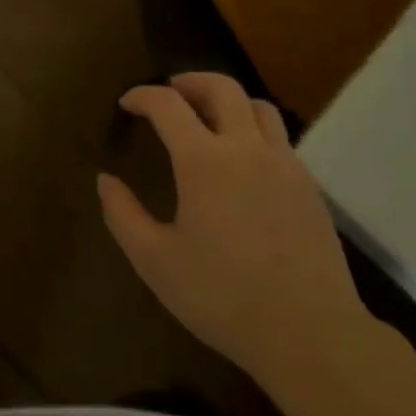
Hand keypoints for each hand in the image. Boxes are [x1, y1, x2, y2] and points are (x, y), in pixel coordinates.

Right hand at [99, 73, 366, 381]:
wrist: (311, 334)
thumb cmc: (223, 297)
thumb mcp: (156, 262)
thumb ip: (123, 215)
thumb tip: (105, 180)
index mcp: (204, 161)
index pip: (167, 104)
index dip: (142, 95)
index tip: (127, 103)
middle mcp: (246, 148)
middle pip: (221, 87)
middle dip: (190, 81)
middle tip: (171, 92)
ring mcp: (284, 163)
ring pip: (258, 106)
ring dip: (228, 100)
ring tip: (210, 118)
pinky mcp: (309, 186)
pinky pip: (279, 137)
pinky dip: (254, 129)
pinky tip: (244, 160)